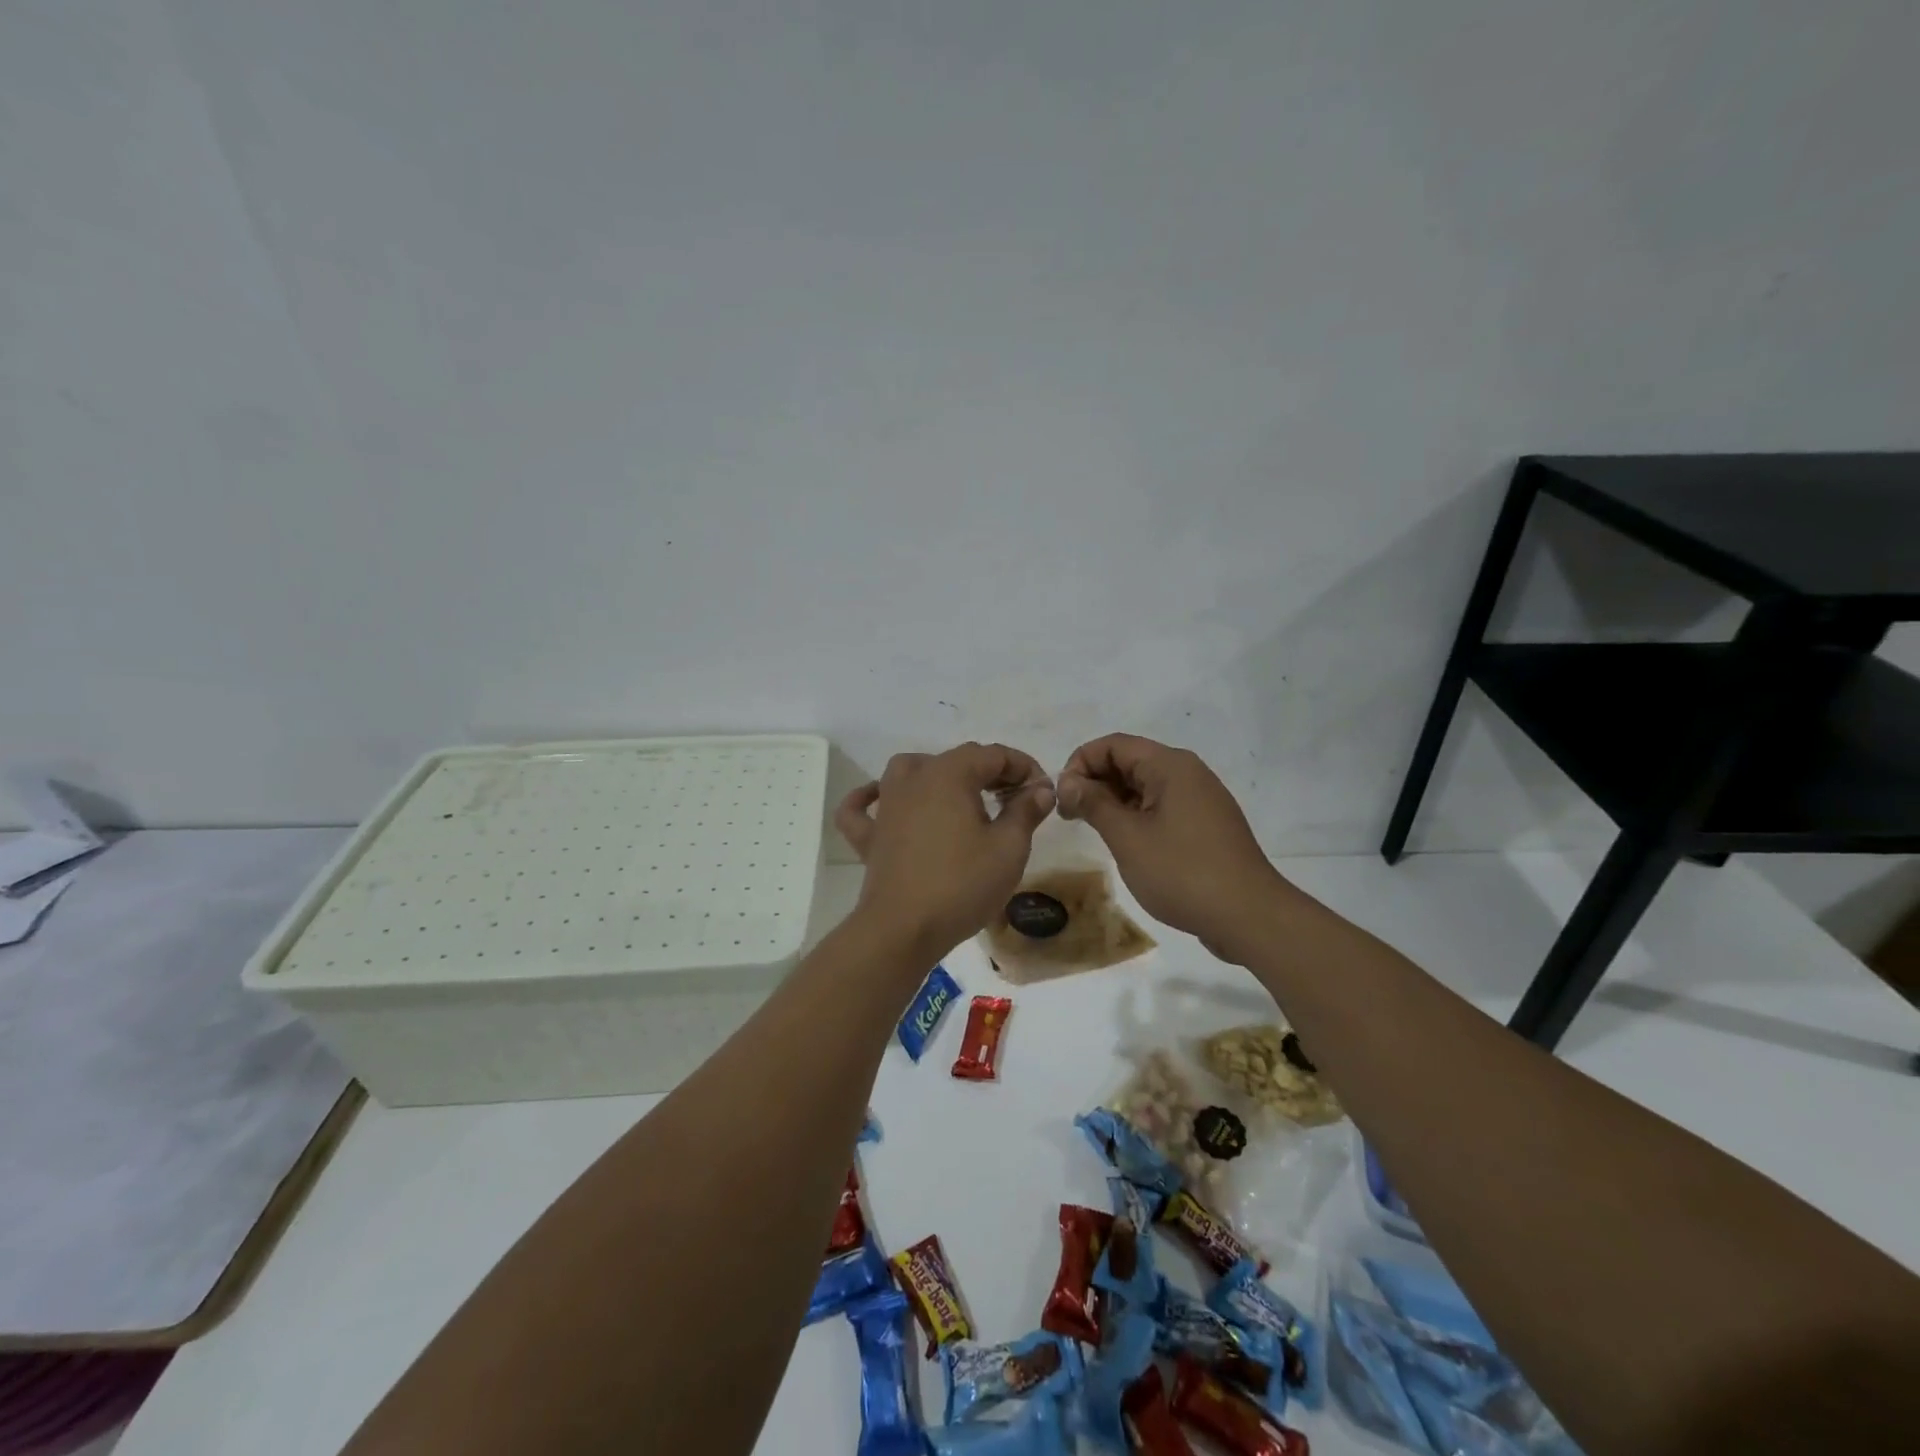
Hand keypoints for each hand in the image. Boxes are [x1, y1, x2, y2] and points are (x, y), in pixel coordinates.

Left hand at [834, 743, 1055, 959]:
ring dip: (937, 774)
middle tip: (1016, 800)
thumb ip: (1025, 811)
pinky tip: (882, 800)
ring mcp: (887, 806)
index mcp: (950, 774)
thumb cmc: (962, 884)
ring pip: (909, 770)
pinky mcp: (870, 836)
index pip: (993, 755)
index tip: (1042, 791)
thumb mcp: (1009, 848)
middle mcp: (914, 778)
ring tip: (960, 795)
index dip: (1023, 767)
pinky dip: (871, 799)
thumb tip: (1040, 789)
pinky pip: (863, 807)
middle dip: (991, 773)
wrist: (903, 929)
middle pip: (956, 760)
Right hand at [1056, 734, 1280, 960]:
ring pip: (1145, 785)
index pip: (1114, 744)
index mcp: (1170, 766)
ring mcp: (1201, 799)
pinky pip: (1163, 806)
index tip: (1062, 796)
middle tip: (1070, 815)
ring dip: (1114, 800)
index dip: (1080, 763)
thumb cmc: (1182, 872)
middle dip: (1095, 781)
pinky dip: (1137, 815)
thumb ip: (1094, 803)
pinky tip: (1125, 842)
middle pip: (1130, 761)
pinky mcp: (1206, 824)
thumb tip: (1067, 781)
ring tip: (1093, 830)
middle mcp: (1188, 773)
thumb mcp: (1127, 837)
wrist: (1249, 916)